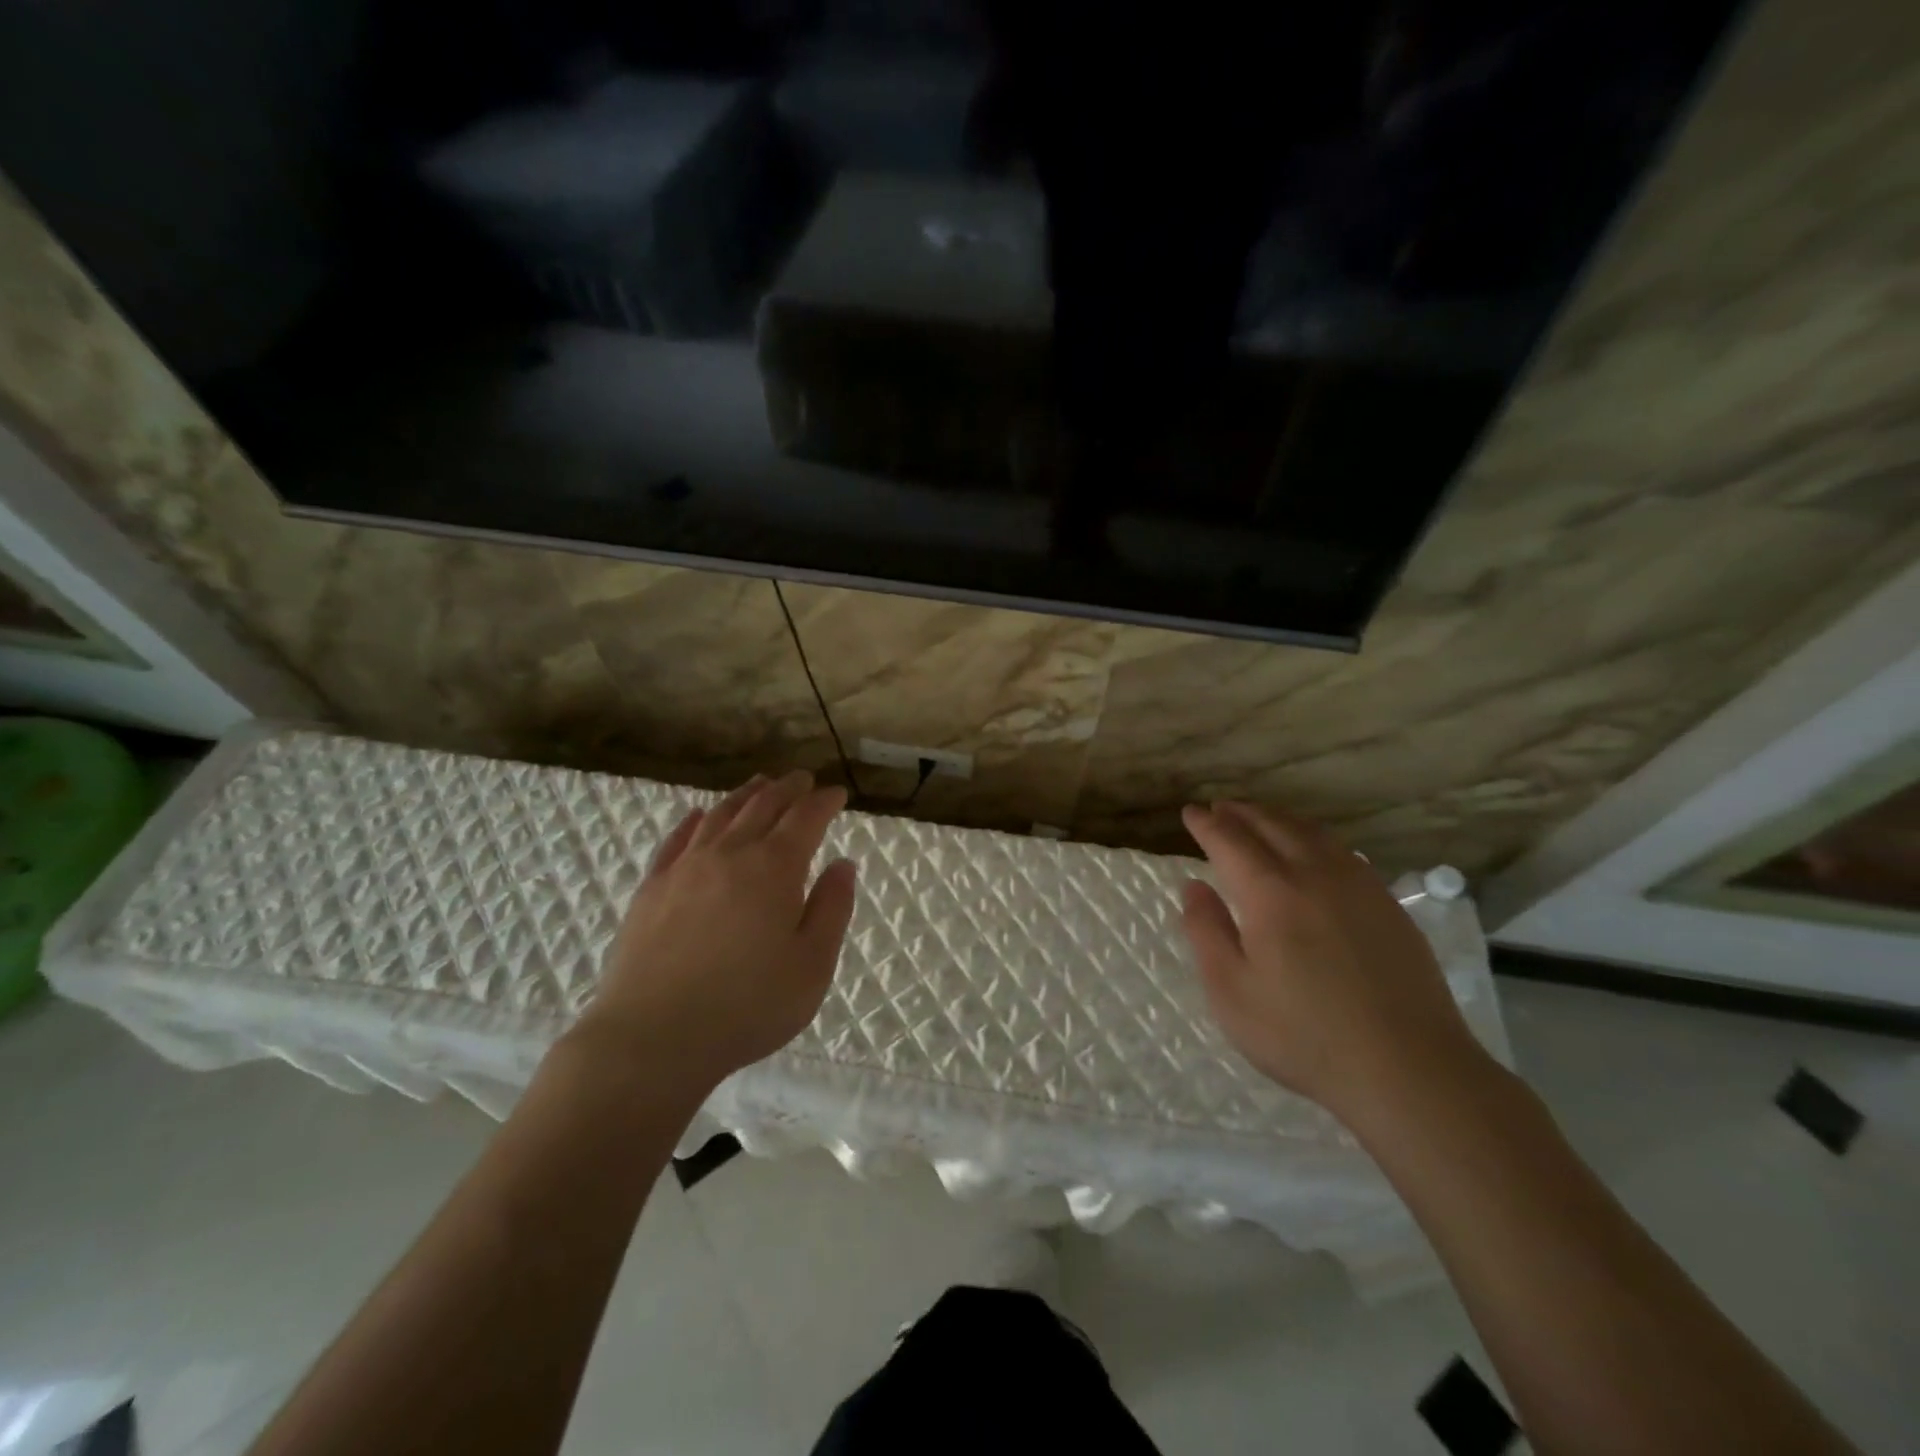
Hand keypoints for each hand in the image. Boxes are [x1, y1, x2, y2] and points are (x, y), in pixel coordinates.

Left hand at [576, 772, 857, 1091]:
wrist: (653, 1037)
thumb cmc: (747, 1006)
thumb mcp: (812, 965)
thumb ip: (832, 909)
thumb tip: (842, 864)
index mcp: (774, 868)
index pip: (805, 818)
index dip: (823, 801)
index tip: (837, 793)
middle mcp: (730, 854)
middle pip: (762, 806)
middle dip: (787, 789)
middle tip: (802, 779)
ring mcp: (685, 867)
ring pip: (720, 814)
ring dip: (745, 795)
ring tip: (760, 783)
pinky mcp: (652, 888)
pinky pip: (677, 839)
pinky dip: (694, 820)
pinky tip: (698, 815)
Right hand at [1180, 801, 1486, 1124]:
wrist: (1408, 1069)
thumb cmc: (1303, 1035)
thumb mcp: (1231, 992)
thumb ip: (1206, 932)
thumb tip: (1193, 887)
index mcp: (1270, 892)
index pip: (1229, 840)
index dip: (1206, 824)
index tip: (1190, 812)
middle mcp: (1314, 874)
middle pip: (1272, 825)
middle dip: (1241, 812)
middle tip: (1220, 808)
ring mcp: (1358, 886)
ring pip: (1312, 833)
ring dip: (1279, 819)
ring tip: (1260, 819)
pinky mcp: (1388, 905)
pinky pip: (1343, 852)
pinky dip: (1314, 838)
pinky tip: (1313, 851)